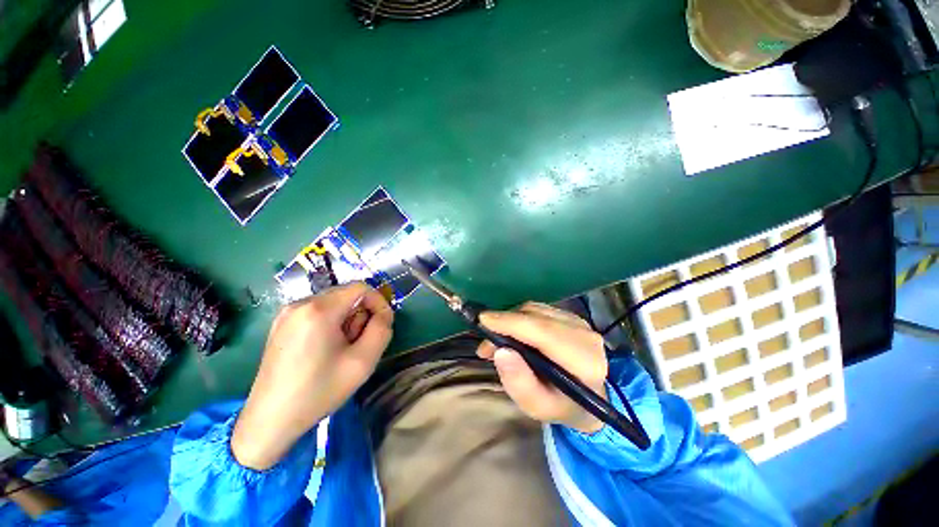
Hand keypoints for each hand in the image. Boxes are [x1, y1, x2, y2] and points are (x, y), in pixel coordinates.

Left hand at [232, 282, 393, 469]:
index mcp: (319, 310)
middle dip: (360, 314)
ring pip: (333, 303)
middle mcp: (300, 303)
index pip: (361, 287)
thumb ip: (382, 329)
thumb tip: (382, 313)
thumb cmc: (320, 391)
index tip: (381, 324)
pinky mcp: (281, 323)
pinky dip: (330, 323)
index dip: (378, 302)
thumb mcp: (363, 361)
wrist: (271, 419)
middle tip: (357, 343)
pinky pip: (317, 311)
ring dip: (346, 320)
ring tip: (340, 349)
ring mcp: (287, 313)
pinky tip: (324, 348)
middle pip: (346, 294)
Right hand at [477, 302, 607, 433]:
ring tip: (496, 343)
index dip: (511, 323)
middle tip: (485, 345)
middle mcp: (584, 335)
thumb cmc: (561, 405)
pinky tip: (511, 335)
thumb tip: (501, 352)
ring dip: (510, 321)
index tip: (483, 320)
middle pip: (536, 317)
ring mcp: (578, 322)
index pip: (543, 332)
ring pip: (534, 310)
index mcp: (584, 361)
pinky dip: (518, 318)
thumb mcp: (538, 407)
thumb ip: (520, 384)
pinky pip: (537, 310)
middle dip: (505, 324)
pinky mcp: (570, 316)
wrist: (589, 396)